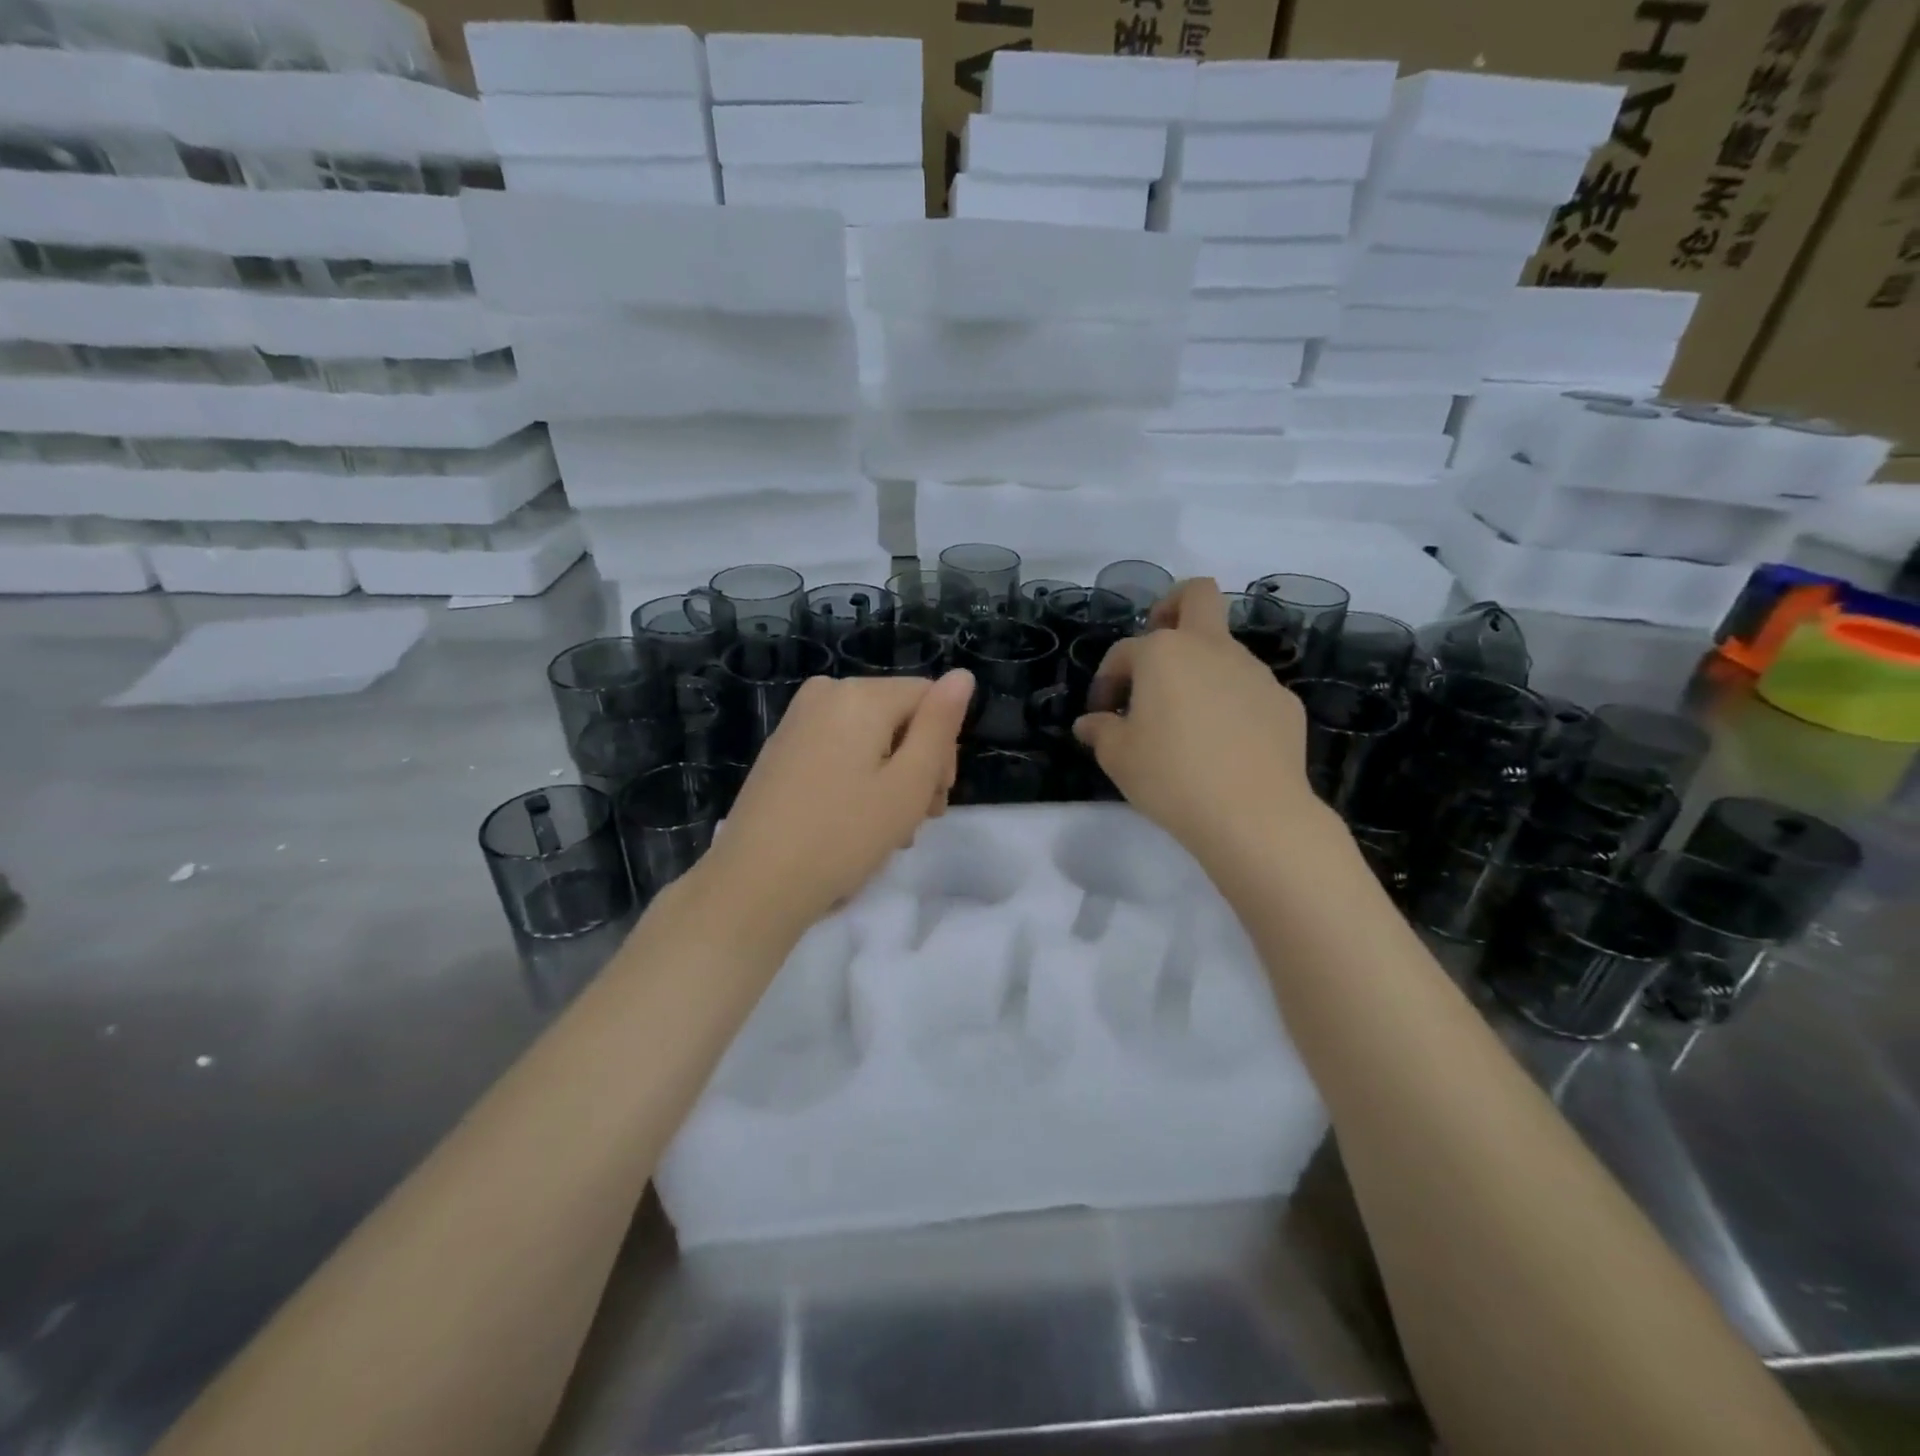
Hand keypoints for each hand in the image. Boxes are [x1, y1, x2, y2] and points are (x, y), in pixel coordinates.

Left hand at [704, 670, 974, 936]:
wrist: (754, 884)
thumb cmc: (843, 836)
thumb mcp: (908, 783)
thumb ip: (940, 725)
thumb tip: (962, 675)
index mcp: (860, 694)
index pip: (929, 698)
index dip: (944, 747)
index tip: (935, 799)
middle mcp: (826, 693)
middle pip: (899, 716)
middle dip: (917, 765)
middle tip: (916, 822)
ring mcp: (798, 720)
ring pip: (870, 737)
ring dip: (890, 779)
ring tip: (888, 832)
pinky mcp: (782, 748)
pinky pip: (839, 749)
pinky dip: (857, 779)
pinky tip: (855, 822)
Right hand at [1074, 579, 1322, 863]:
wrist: (1253, 814)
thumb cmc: (1171, 777)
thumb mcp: (1118, 758)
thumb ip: (1100, 731)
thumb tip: (1090, 723)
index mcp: (1163, 653)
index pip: (1124, 652)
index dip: (1107, 680)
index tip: (1102, 714)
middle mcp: (1211, 649)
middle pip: (1197, 596)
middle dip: (1172, 607)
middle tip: (1157, 650)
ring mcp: (1254, 672)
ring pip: (1224, 649)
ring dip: (1202, 670)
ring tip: (1189, 722)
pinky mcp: (1283, 702)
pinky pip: (1249, 691)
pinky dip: (1232, 704)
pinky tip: (1226, 745)